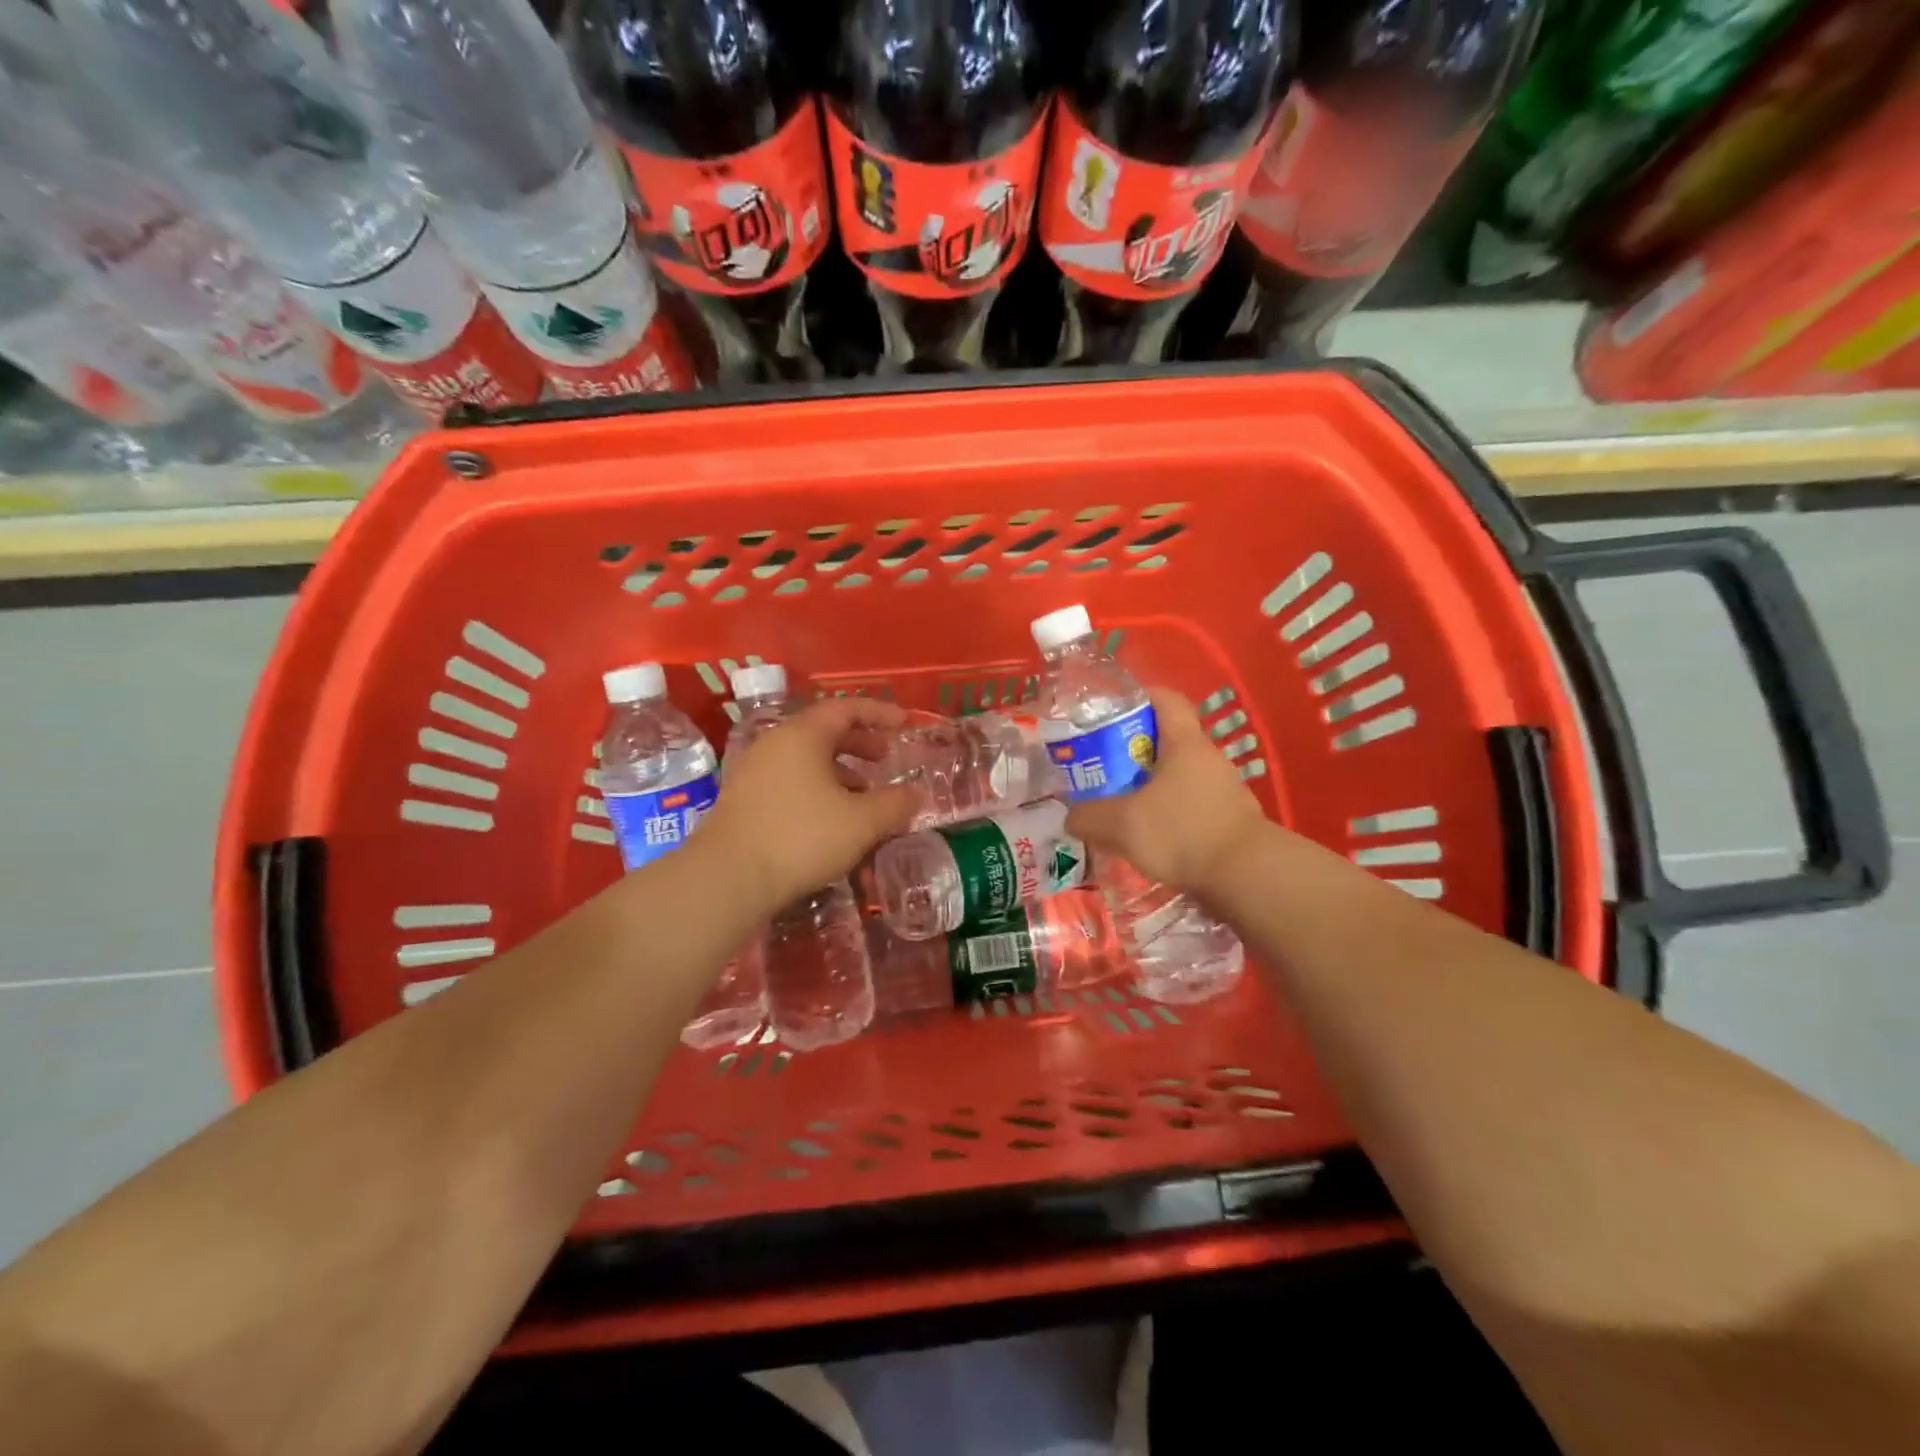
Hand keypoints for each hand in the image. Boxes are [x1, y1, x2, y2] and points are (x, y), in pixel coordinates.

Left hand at [703, 696, 917, 910]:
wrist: (727, 878)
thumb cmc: (801, 837)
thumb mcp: (862, 822)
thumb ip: (896, 804)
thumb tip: (916, 795)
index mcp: (803, 735)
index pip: (846, 708)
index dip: (879, 713)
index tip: (904, 723)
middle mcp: (775, 743)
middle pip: (824, 731)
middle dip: (859, 743)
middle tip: (885, 760)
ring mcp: (753, 771)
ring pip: (805, 758)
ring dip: (839, 770)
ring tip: (863, 796)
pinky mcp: (742, 799)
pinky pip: (789, 780)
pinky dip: (816, 788)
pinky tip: (830, 819)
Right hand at [1065, 688, 1266, 892]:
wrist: (1246, 876)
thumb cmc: (1182, 832)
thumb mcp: (1121, 824)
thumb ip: (1089, 817)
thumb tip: (1072, 817)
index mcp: (1185, 744)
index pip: (1166, 700)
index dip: (1140, 697)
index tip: (1112, 711)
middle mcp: (1209, 759)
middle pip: (1169, 741)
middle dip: (1135, 751)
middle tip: (1104, 768)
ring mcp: (1226, 791)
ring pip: (1181, 777)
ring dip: (1153, 787)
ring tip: (1124, 808)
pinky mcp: (1232, 821)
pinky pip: (1193, 807)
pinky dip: (1171, 815)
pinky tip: (1153, 838)